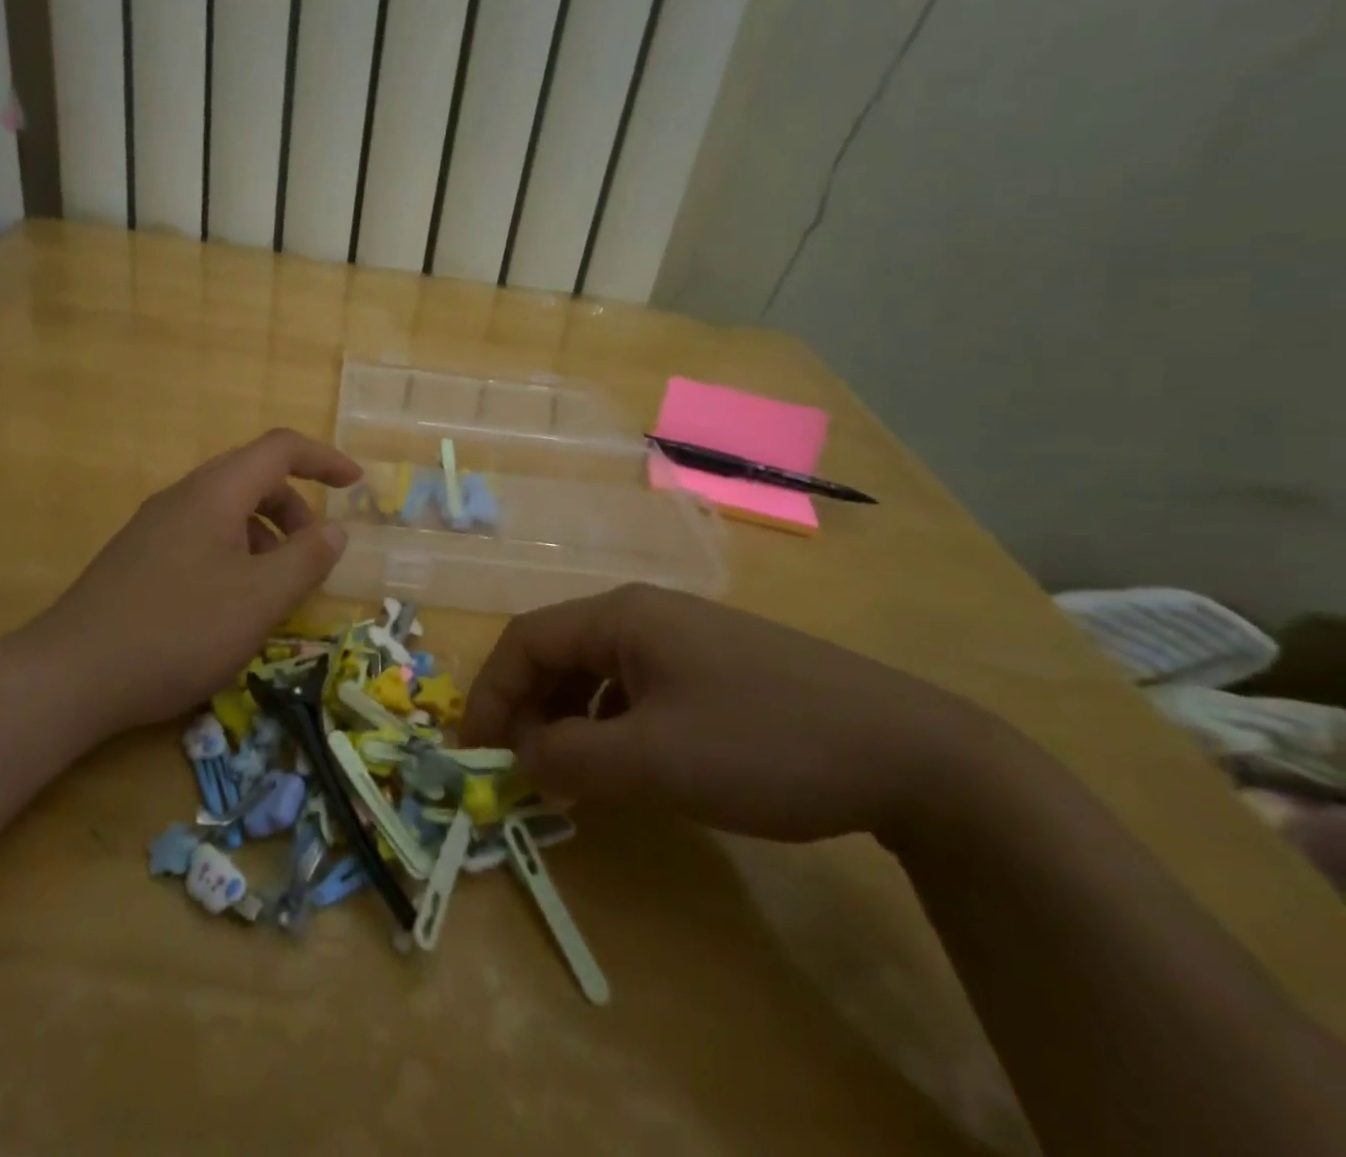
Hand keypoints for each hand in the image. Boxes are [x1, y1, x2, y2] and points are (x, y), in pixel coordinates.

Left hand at [11, 429, 360, 738]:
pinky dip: (235, 554)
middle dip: (295, 508)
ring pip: (227, 510)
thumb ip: (307, 560)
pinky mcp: (140, 558)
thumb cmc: (178, 631)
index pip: (280, 449)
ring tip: (275, 588)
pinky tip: (232, 604)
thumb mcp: (260, 600)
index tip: (356, 485)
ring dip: (265, 535)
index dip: (323, 459)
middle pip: (253, 478)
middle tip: (315, 553)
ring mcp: (155, 527)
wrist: (70, 677)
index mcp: (215, 493)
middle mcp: (183, 497)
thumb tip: (335, 531)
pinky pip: (202, 536)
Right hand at [459, 584, 995, 843]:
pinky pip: (637, 684)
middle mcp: (646, 612)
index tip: (474, 752)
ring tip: (568, 771)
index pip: (526, 639)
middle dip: (528, 706)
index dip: (490, 692)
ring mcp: (685, 636)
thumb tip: (523, 755)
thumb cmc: (764, 744)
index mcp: (622, 615)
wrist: (909, 750)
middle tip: (519, 767)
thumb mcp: (654, 760)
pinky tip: (627, 760)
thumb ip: (571, 757)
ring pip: (598, 668)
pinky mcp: (715, 665)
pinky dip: (610, 720)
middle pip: (559, 649)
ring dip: (568, 716)